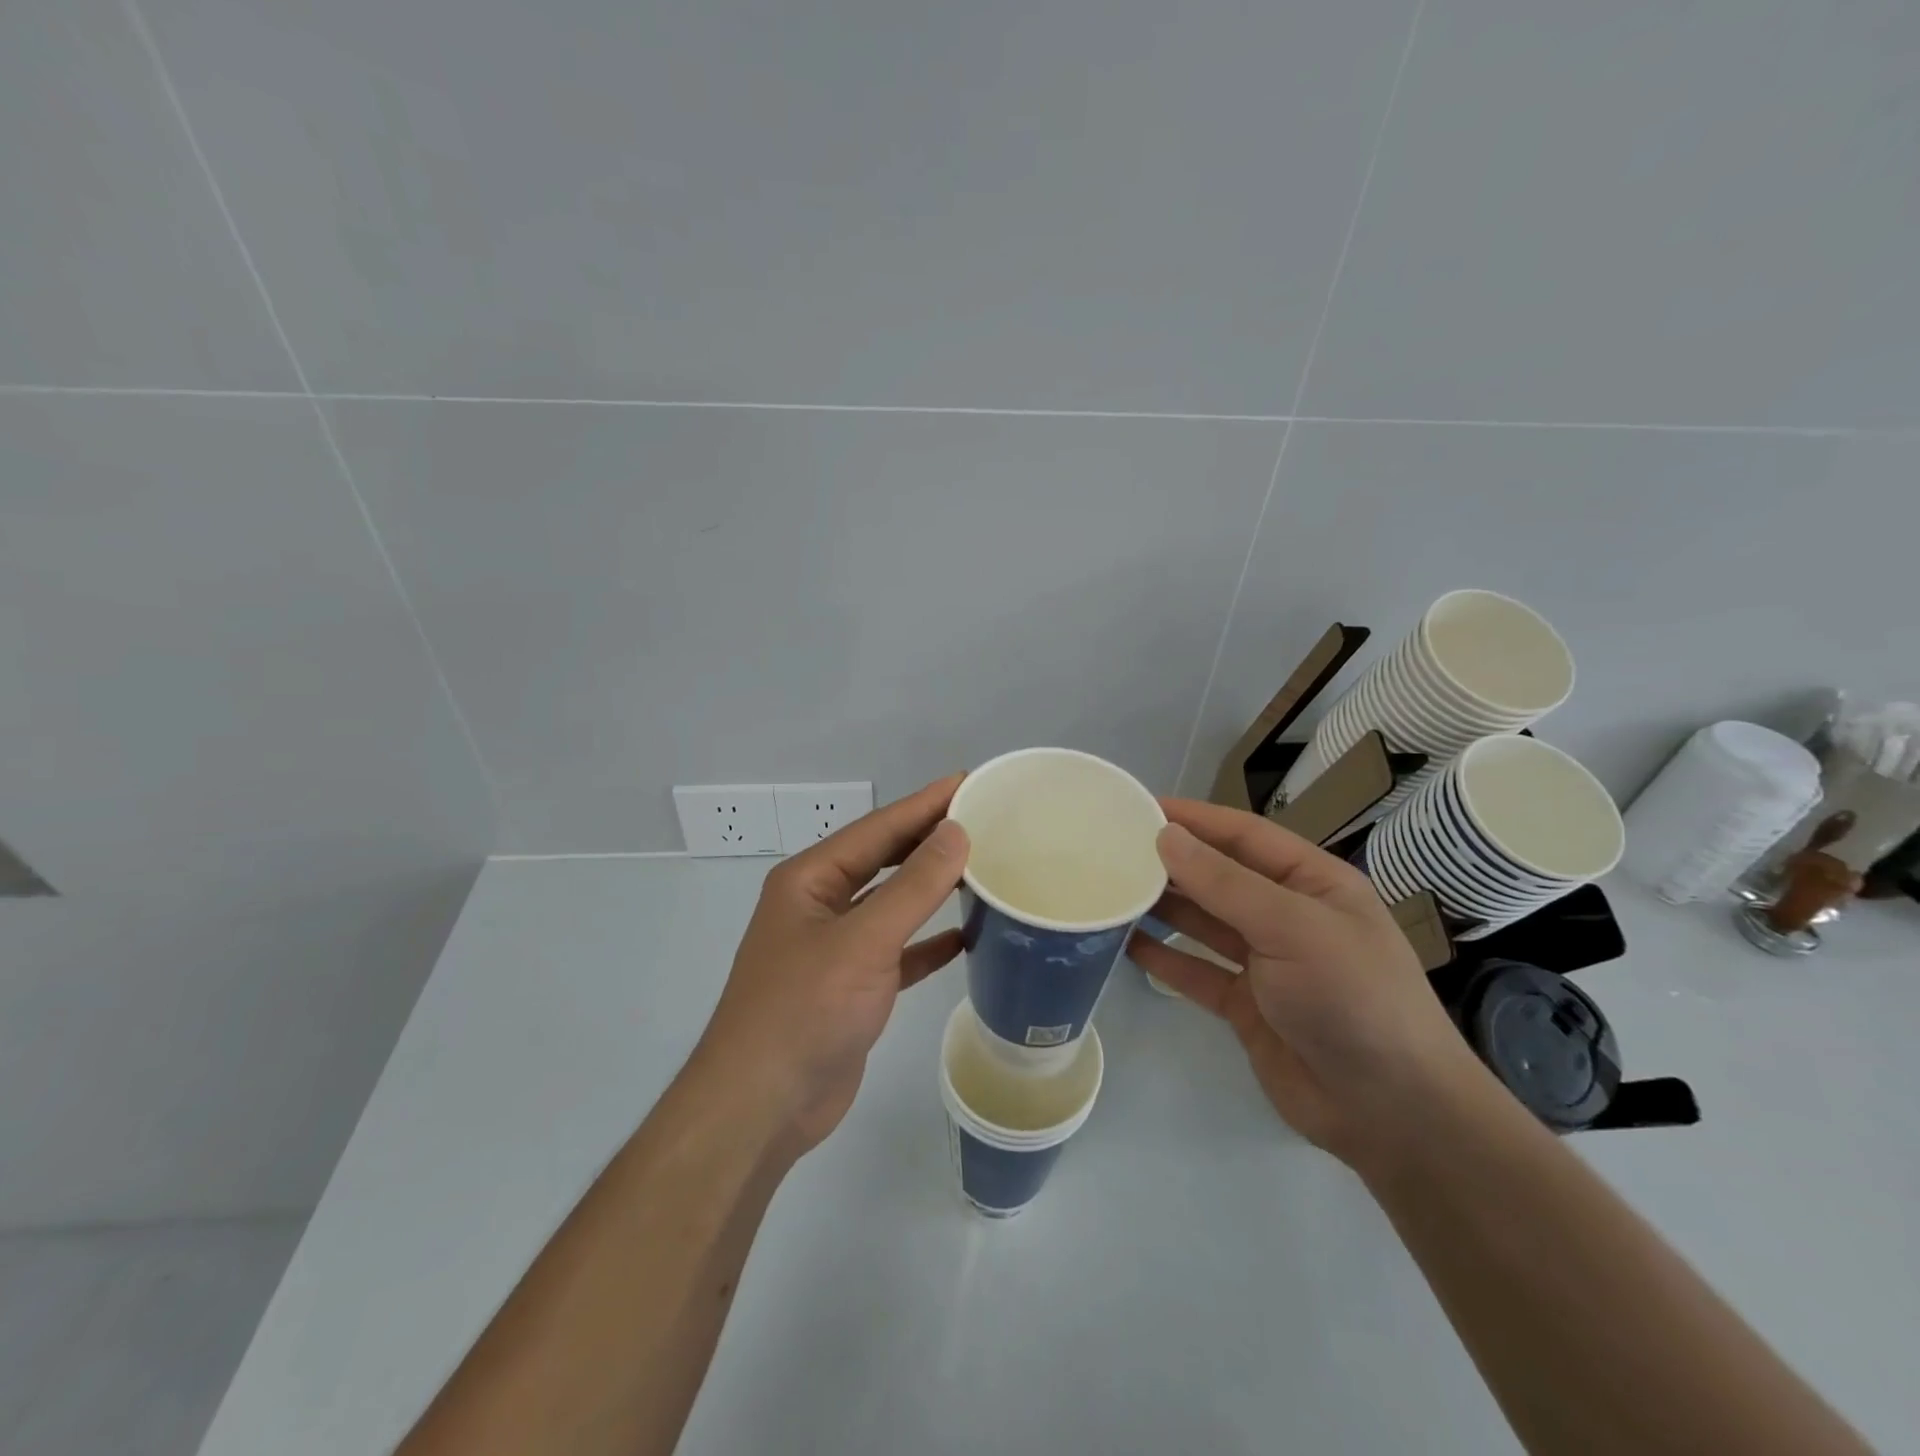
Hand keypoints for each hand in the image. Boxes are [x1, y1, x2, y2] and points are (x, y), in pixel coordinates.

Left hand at [693, 777, 969, 1152]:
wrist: (762, 1106)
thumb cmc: (805, 1010)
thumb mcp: (863, 940)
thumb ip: (913, 886)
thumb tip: (956, 832)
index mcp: (810, 880)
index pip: (877, 828)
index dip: (924, 804)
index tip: (969, 782)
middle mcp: (820, 905)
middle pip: (883, 860)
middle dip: (929, 839)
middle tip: (984, 819)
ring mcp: (834, 948)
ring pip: (891, 904)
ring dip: (931, 888)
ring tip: (982, 868)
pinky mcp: (852, 987)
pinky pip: (897, 951)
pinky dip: (927, 942)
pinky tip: (965, 937)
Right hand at [1128, 798, 1482, 1169]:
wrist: (1392, 1112)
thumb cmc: (1352, 997)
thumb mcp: (1292, 927)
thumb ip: (1224, 883)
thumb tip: (1166, 837)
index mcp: (1313, 883)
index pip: (1244, 835)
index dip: (1195, 819)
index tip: (1139, 808)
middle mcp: (1288, 915)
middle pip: (1220, 876)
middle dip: (1173, 862)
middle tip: (1112, 850)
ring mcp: (1267, 963)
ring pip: (1205, 922)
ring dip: (1164, 906)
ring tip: (1113, 890)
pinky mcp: (1248, 1006)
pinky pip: (1198, 971)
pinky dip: (1166, 957)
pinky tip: (1128, 943)